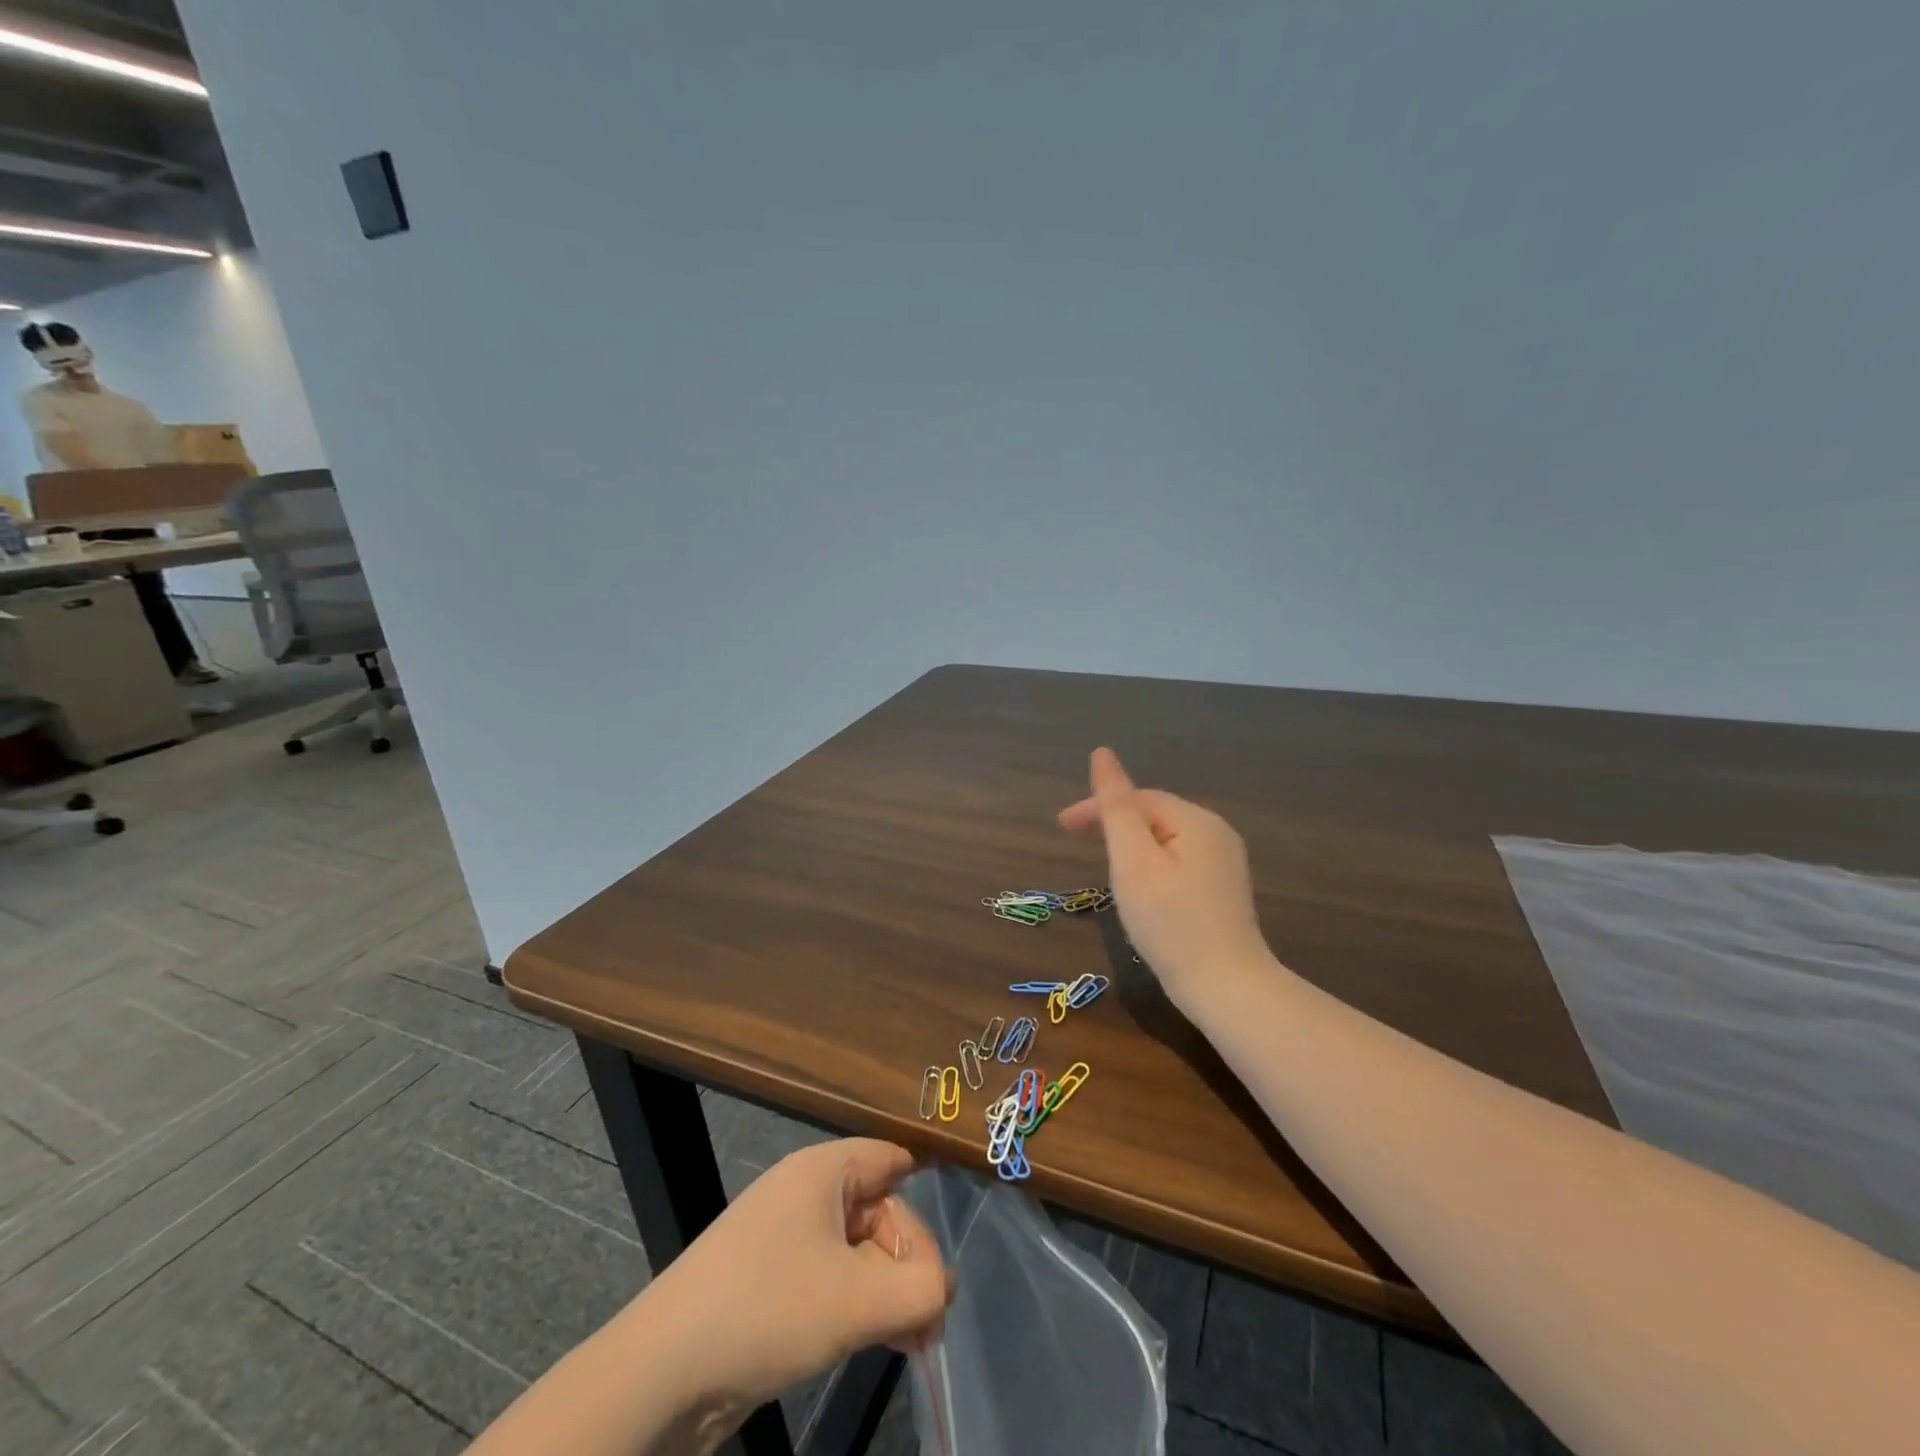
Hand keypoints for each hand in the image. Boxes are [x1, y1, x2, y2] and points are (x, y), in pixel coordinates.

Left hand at [647, 1139, 949, 1443]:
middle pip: (879, 1211)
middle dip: (909, 1263)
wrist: (662, 1374)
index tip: (944, 1259)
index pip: (892, 1161)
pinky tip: (875, 1342)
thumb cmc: (768, 1309)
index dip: (924, 1201)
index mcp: (824, 1171)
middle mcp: (806, 1194)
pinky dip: (858, 1306)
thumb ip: (918, 1289)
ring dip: (888, 1292)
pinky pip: (831, 1280)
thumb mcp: (857, 1300)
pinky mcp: (770, 1284)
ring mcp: (785, 1240)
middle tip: (929, 1322)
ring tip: (913, 1342)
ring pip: (857, 1252)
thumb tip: (943, 1286)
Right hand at [1058, 747, 1272, 1007]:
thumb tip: (1102, 754)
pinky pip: (1178, 861)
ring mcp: (1224, 863)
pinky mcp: (1223, 890)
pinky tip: (1141, 890)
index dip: (1096, 807)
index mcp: (1196, 820)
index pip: (1137, 799)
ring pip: (1164, 840)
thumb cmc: (1171, 923)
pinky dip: (1151, 867)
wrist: (1227, 989)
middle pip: (1153, 815)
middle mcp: (1217, 833)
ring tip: (1105, 869)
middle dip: (1114, 825)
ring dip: (1130, 847)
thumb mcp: (1133, 862)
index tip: (1061, 828)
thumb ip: (1116, 807)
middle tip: (1077, 846)